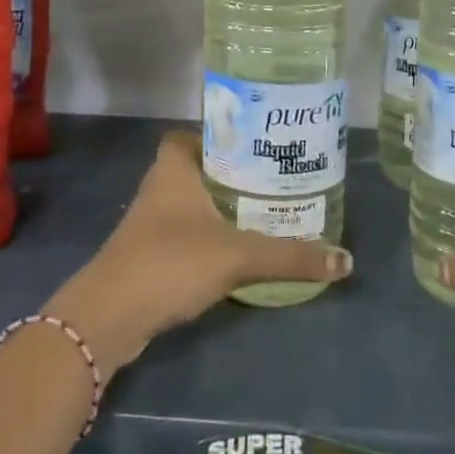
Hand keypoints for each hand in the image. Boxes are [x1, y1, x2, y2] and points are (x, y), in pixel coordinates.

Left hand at [44, 131, 352, 374]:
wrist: (109, 318)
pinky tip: (238, 252)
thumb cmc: (171, 262)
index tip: (254, 146)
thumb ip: (290, 256)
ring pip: (192, 204)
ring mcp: (151, 224)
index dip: (217, 136)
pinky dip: (210, 238)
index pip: (190, 135)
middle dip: (231, 174)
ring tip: (264, 213)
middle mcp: (159, 189)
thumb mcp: (238, 255)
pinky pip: (186, 235)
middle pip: (197, 169)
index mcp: (174, 169)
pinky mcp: (150, 256)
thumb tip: (345, 260)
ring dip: (221, 208)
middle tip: (272, 180)